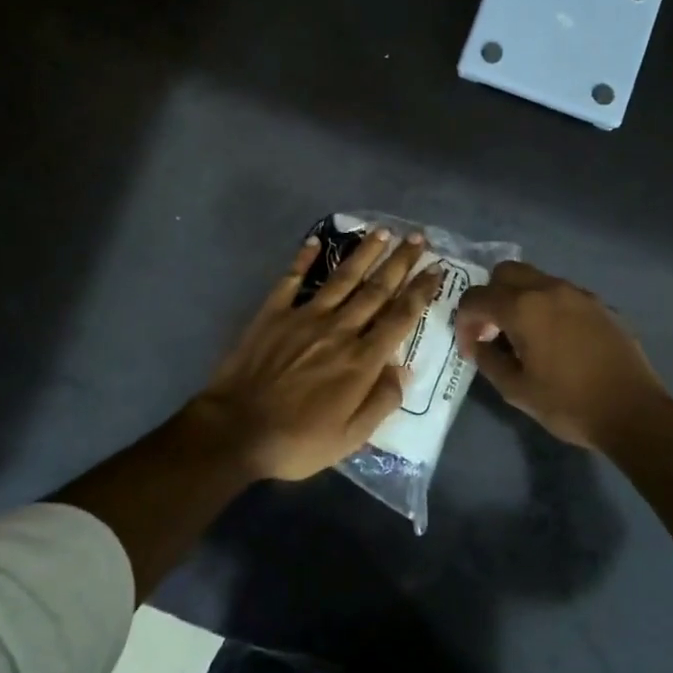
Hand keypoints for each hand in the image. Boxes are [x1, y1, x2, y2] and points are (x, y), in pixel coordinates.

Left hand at [184, 228, 442, 481]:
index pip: (400, 317)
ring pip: (342, 278)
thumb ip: (381, 401)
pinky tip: (315, 240)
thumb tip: (403, 369)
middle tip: (418, 237)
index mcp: (361, 360)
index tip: (436, 270)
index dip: (421, 291)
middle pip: (376, 290)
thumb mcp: (350, 438)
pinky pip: (291, 279)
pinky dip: (303, 258)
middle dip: (400, 262)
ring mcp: (304, 317)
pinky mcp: (272, 314)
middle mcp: (339, 330)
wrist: (235, 431)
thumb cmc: (297, 441)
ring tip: (382, 231)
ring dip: (365, 253)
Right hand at [455, 261, 672, 451]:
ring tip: (523, 336)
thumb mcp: (517, 390)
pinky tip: (555, 340)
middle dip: (491, 297)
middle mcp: (549, 289)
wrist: (633, 411)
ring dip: (519, 299)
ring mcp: (578, 293)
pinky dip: (546, 306)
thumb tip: (478, 344)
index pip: (476, 298)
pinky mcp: (600, 304)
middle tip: (493, 331)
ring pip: (536, 279)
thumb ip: (488, 361)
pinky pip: (561, 294)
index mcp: (523, 308)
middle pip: (505, 273)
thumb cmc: (569, 404)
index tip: (471, 348)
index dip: (464, 322)